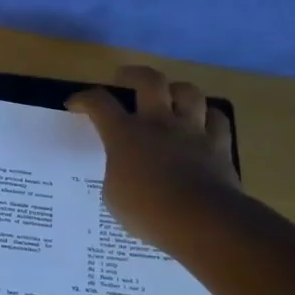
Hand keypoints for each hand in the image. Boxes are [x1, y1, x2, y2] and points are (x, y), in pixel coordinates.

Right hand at [68, 65, 240, 254]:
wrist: (201, 220)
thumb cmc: (147, 211)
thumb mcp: (114, 195)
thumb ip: (117, 172)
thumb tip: (123, 168)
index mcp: (125, 135)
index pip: (99, 104)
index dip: (84, 99)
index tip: (75, 104)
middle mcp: (159, 123)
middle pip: (149, 80)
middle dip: (134, 74)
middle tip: (124, 78)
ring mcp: (192, 131)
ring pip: (188, 92)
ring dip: (176, 90)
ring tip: (169, 96)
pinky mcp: (219, 145)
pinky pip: (216, 119)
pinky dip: (208, 116)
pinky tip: (202, 122)